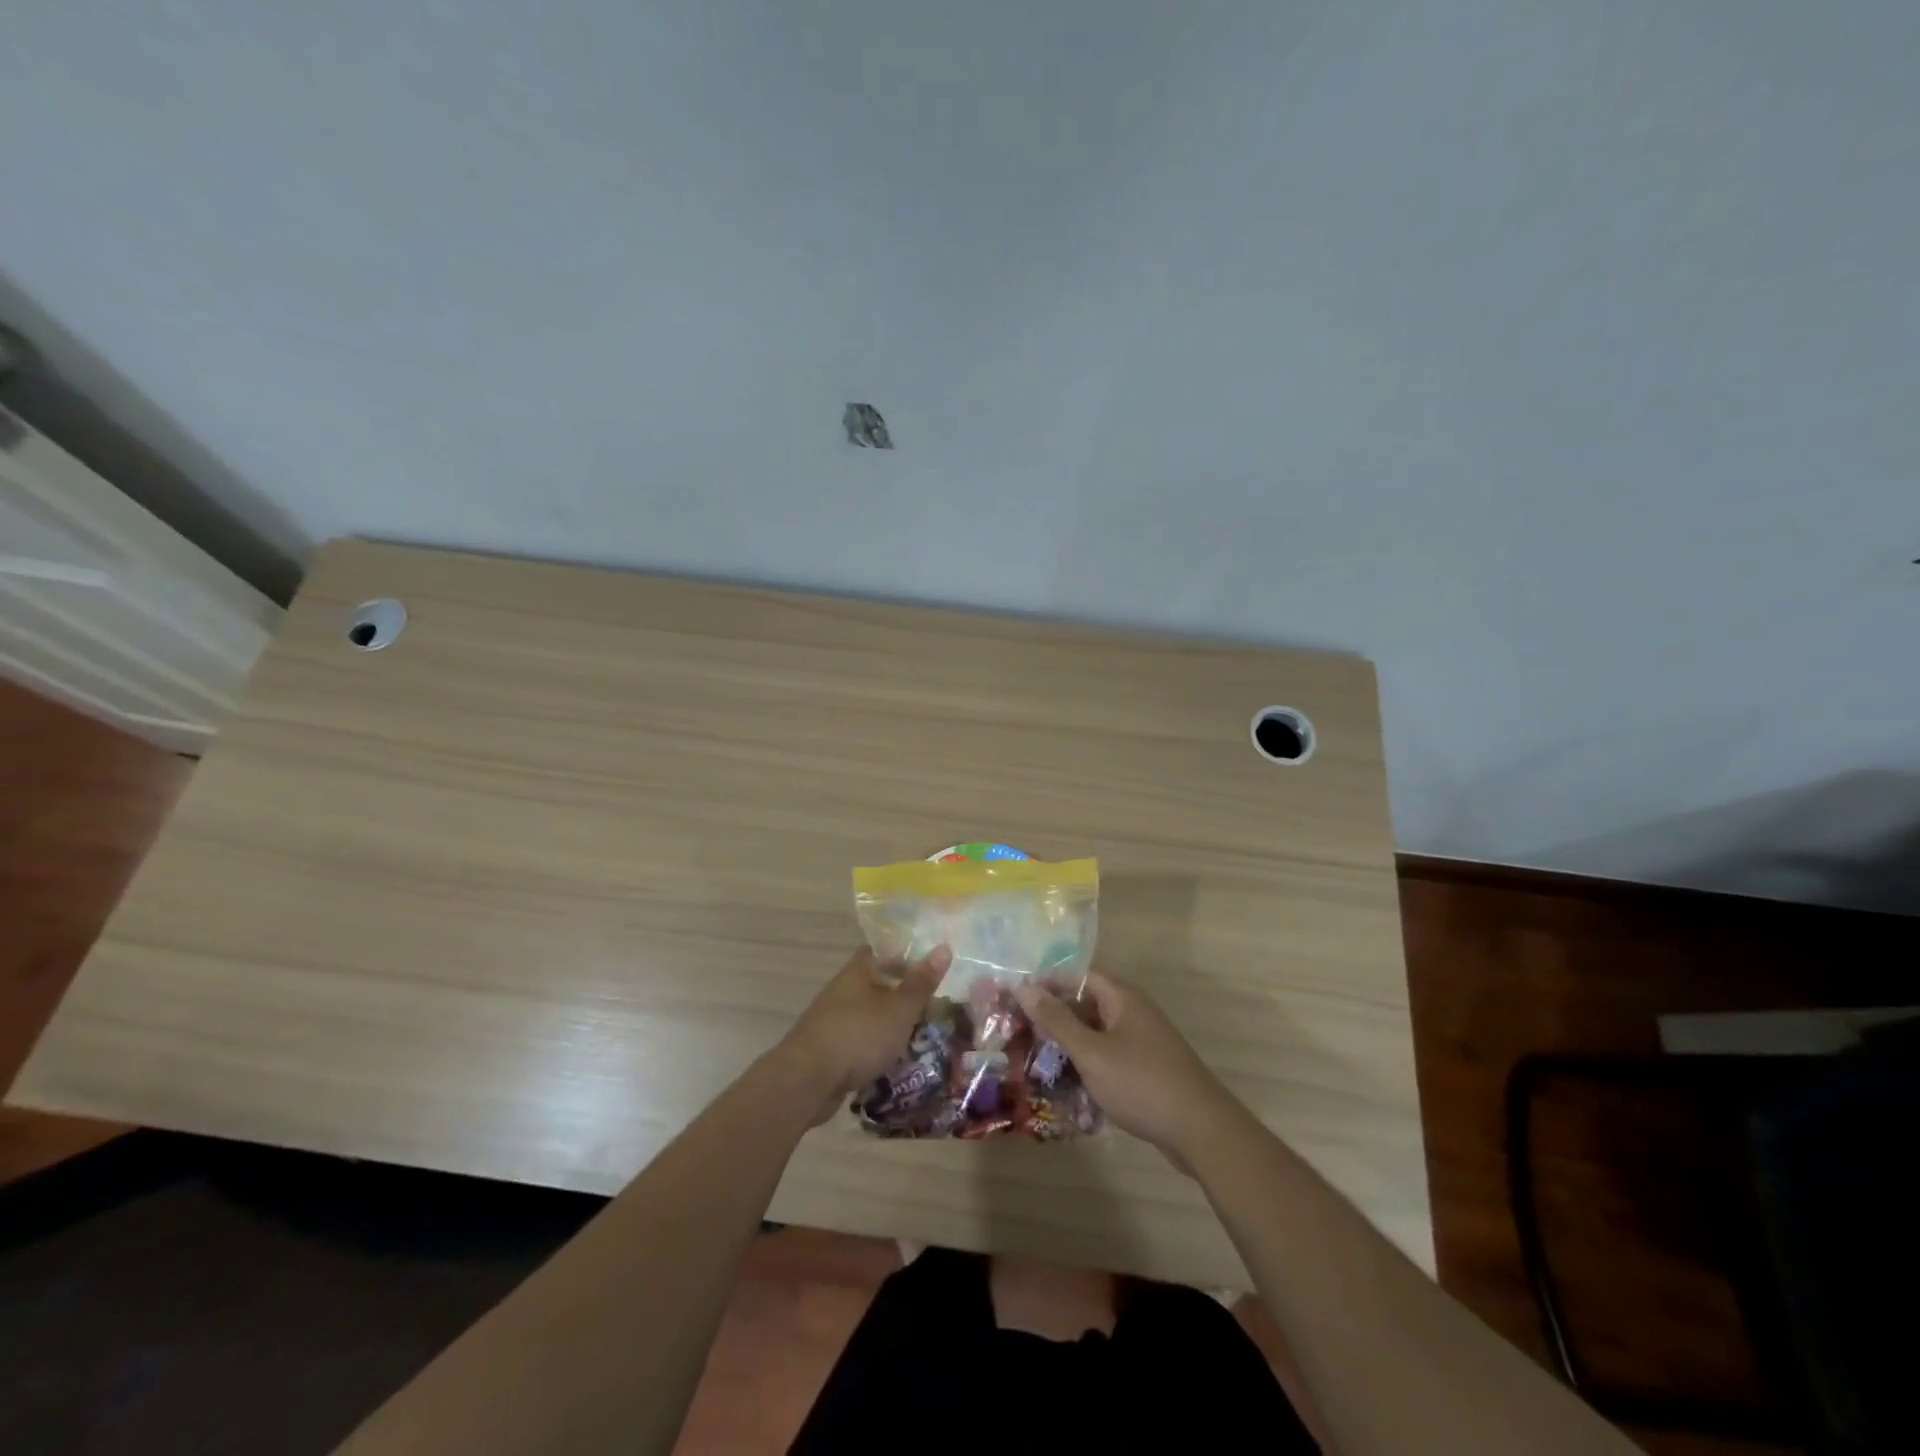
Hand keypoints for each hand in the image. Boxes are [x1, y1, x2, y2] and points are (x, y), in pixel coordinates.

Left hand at [778, 945, 950, 1123]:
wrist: (807, 1080)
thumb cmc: (859, 1034)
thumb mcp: (900, 1008)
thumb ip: (921, 982)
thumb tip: (944, 946)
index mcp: (859, 971)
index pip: (883, 950)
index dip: (906, 954)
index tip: (930, 965)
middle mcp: (844, 989)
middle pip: (877, 983)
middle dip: (903, 994)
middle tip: (934, 1005)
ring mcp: (833, 1020)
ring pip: (870, 1014)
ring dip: (891, 1023)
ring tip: (922, 1035)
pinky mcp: (829, 1049)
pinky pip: (860, 1040)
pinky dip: (877, 1047)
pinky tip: (896, 1061)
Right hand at [1016, 970, 1233, 1167]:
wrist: (1202, 1132)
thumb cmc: (1142, 1084)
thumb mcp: (1092, 1052)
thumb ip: (1057, 1020)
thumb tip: (1024, 987)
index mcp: (1123, 998)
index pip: (1078, 976)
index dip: (1048, 983)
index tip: (1015, 998)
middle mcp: (1133, 1012)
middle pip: (1086, 1004)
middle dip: (1053, 1016)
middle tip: (1018, 1030)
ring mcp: (1141, 1042)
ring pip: (1095, 1033)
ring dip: (1068, 1043)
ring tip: (1033, 1058)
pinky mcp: (1145, 1069)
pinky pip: (1107, 1056)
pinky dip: (1086, 1064)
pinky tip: (1065, 1083)